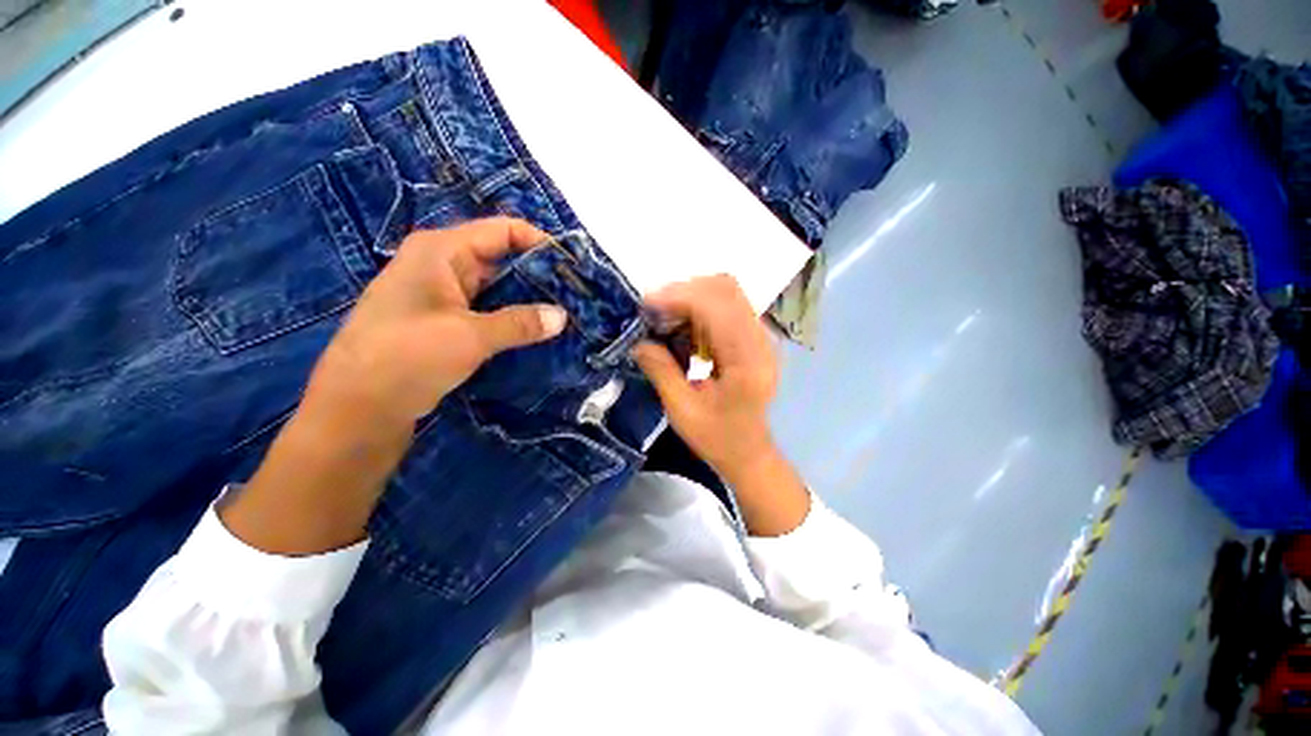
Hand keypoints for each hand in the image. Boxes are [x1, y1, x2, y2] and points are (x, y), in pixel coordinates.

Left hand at [304, 217, 566, 428]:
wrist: (357, 409)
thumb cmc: (406, 357)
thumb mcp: (469, 337)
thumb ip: (520, 323)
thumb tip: (562, 317)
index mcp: (441, 251)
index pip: (502, 231)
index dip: (540, 243)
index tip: (573, 265)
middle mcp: (443, 265)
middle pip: (502, 258)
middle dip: (539, 275)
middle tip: (576, 294)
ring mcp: (444, 295)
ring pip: (497, 288)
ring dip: (528, 300)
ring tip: (566, 312)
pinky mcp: (446, 322)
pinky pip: (489, 311)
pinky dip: (513, 318)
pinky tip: (538, 331)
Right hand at [631, 275, 778, 475]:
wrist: (750, 451)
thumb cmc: (718, 438)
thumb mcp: (683, 411)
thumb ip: (661, 372)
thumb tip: (638, 341)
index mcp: (747, 362)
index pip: (717, 308)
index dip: (679, 297)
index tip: (647, 305)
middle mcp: (761, 341)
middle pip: (726, 288)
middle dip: (684, 291)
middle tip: (654, 311)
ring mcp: (761, 336)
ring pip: (727, 291)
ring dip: (692, 297)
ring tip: (665, 317)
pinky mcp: (755, 337)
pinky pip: (728, 305)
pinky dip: (701, 307)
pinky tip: (684, 326)